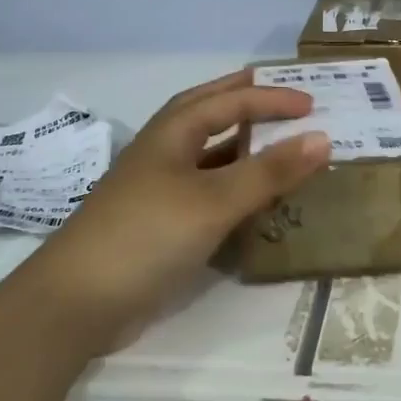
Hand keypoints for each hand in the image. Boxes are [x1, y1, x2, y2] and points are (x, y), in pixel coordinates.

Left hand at [22, 70, 329, 355]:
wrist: (78, 302)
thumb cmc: (147, 235)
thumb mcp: (214, 200)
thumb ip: (269, 171)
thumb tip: (322, 138)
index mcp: (172, 132)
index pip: (229, 101)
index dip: (271, 98)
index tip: (313, 104)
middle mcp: (164, 152)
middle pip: (209, 113)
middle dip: (246, 100)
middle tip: (285, 98)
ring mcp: (159, 189)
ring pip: (209, 154)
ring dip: (242, 145)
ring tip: (279, 143)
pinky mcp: (160, 223)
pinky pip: (207, 191)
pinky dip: (234, 185)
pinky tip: (254, 199)